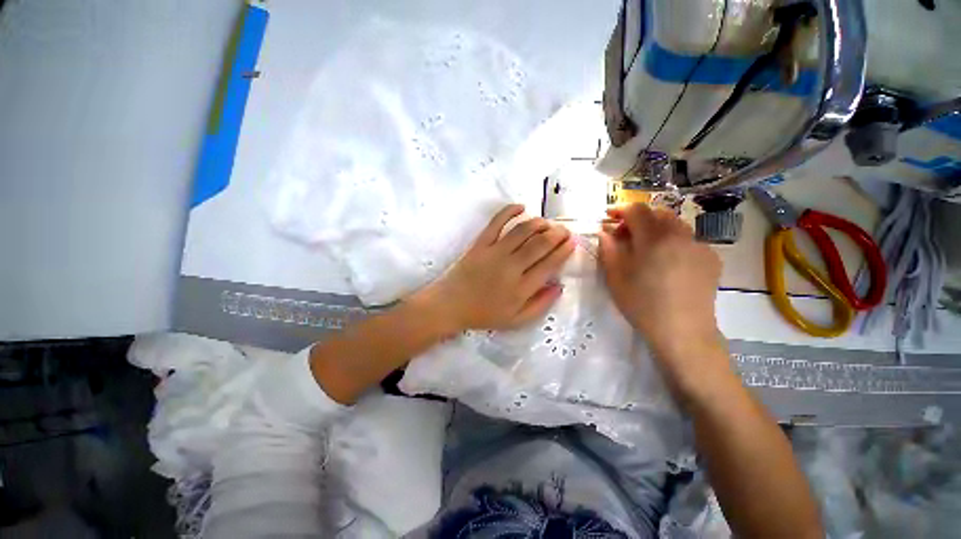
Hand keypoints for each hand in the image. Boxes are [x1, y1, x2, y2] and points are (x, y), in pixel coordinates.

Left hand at [415, 204, 574, 332]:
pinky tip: (521, 207)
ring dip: (539, 223)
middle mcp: (511, 267)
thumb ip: (540, 305)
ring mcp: (495, 252)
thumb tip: (559, 286)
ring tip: (547, 223)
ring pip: (523, 230)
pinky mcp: (480, 243)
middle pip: (540, 244)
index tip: (571, 243)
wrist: (451, 305)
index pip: (550, 263)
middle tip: (563, 231)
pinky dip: (510, 211)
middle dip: (557, 234)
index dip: (564, 251)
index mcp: (522, 288)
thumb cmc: (484, 314)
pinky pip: (497, 222)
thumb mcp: (516, 320)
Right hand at [598, 204, 725, 372]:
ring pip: (675, 225)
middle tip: (625, 236)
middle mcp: (681, 235)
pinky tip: (667, 263)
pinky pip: (688, 240)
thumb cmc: (642, 303)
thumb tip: (605, 232)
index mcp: (654, 238)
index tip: (608, 217)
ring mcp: (700, 246)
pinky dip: (673, 242)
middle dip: (638, 219)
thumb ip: (608, 249)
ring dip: (656, 229)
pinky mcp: (711, 259)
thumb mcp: (615, 276)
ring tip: (646, 249)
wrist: (683, 331)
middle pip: (658, 213)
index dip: (620, 209)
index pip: (637, 210)